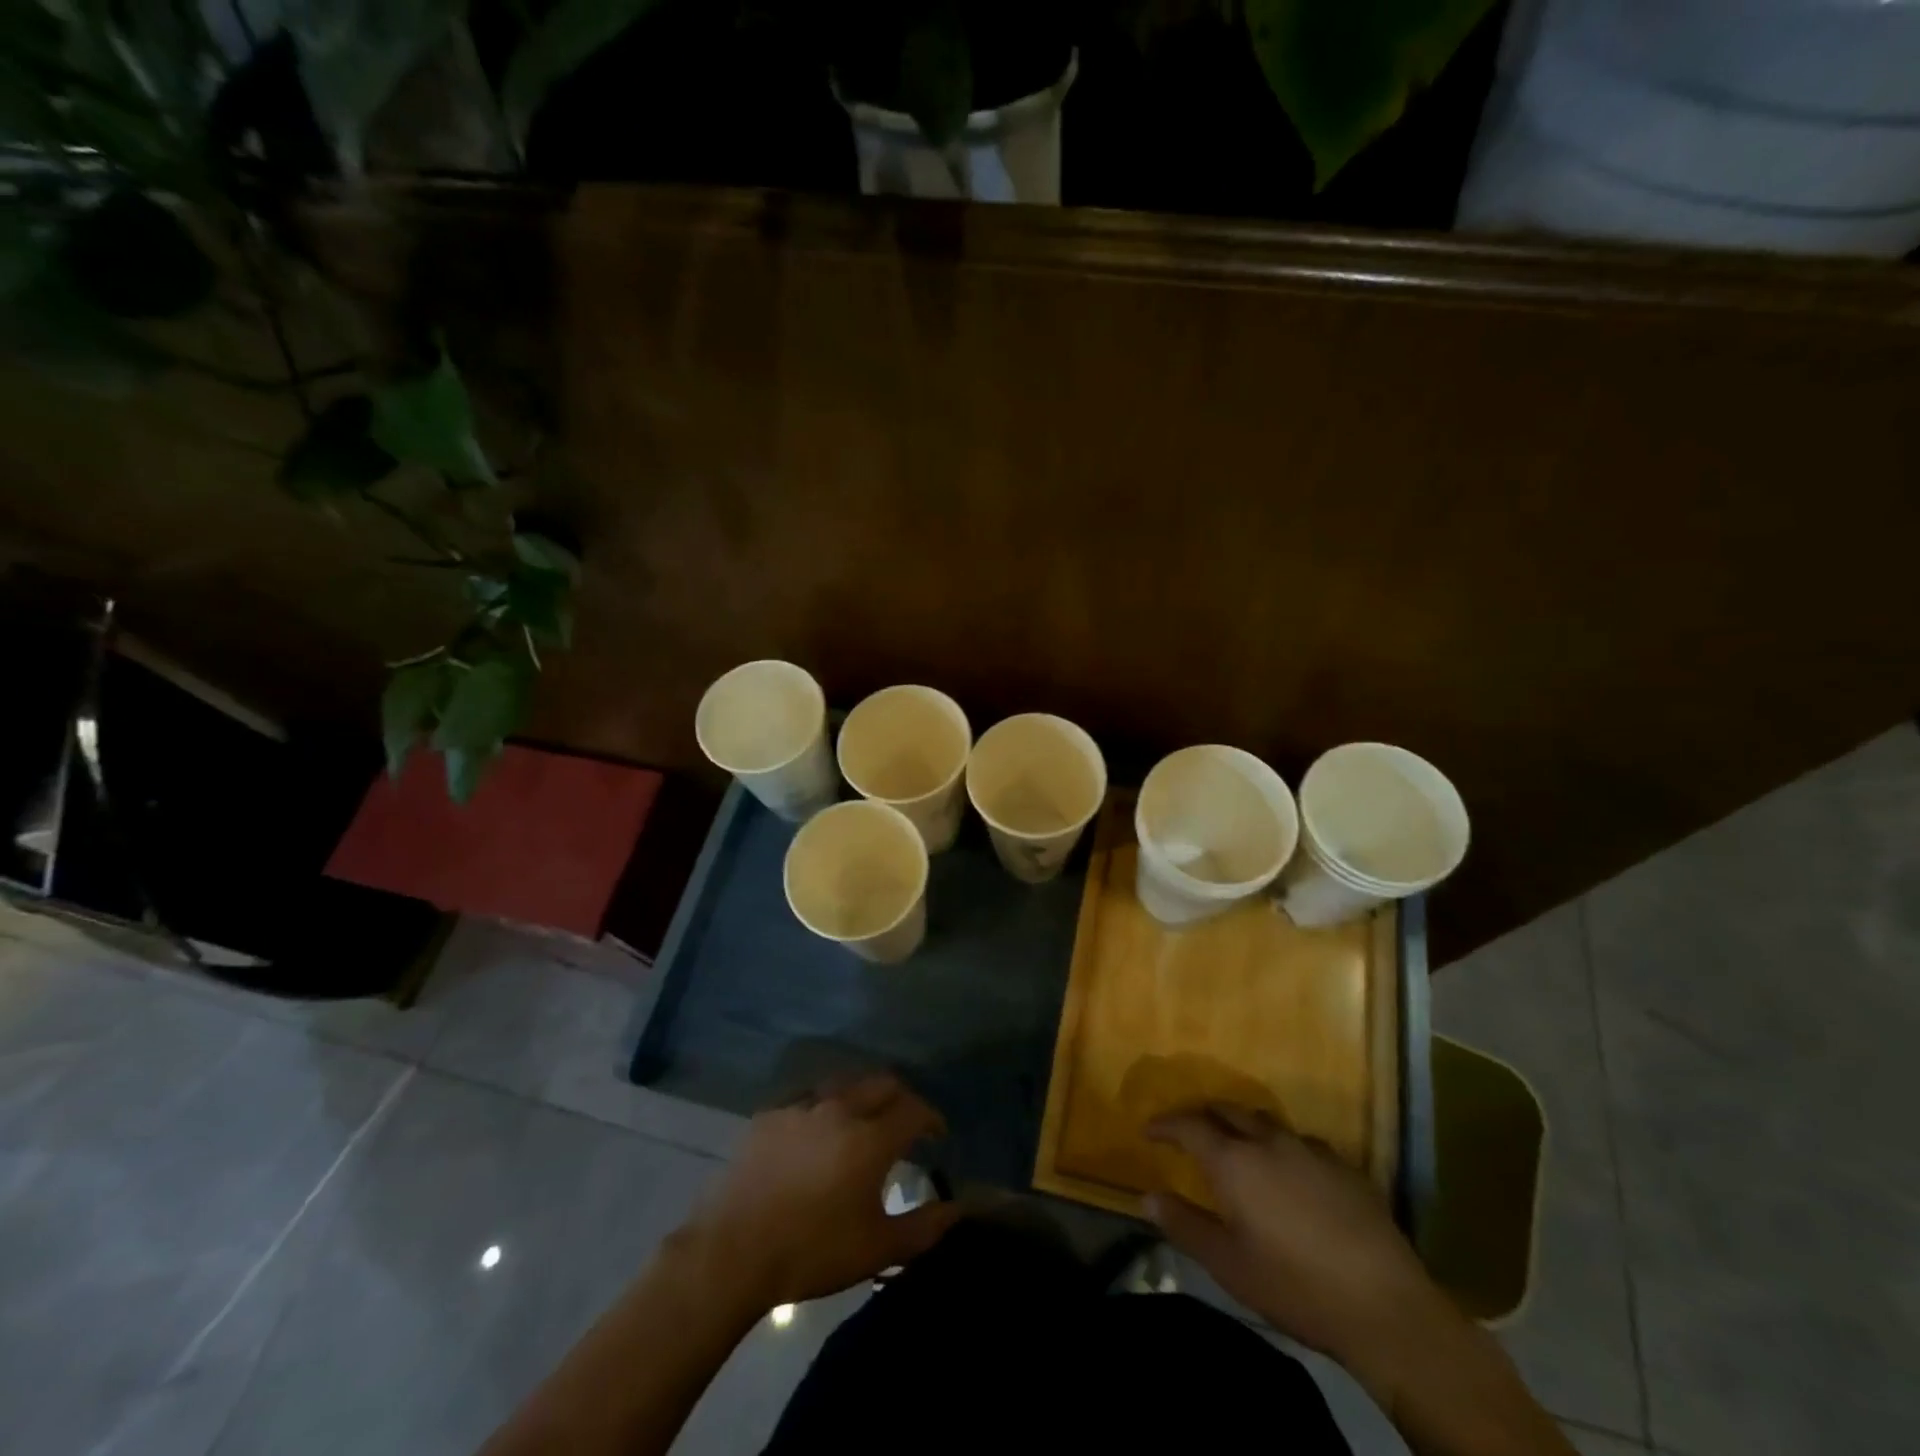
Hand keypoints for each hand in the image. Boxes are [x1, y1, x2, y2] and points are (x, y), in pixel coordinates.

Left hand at [687, 1072, 960, 1308]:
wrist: (732, 1252)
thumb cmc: (812, 1251)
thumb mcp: (877, 1248)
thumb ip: (924, 1226)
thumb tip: (957, 1209)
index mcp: (871, 1137)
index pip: (914, 1110)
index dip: (931, 1119)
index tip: (937, 1135)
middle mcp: (840, 1108)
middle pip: (882, 1083)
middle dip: (901, 1099)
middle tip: (905, 1124)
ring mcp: (801, 1106)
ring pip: (844, 1084)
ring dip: (863, 1097)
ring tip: (863, 1123)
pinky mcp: (770, 1115)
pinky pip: (808, 1098)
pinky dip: (824, 1107)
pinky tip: (817, 1132)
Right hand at [1147, 1106, 1454, 1399]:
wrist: (1386, 1307)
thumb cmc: (1295, 1286)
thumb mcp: (1228, 1265)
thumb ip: (1185, 1225)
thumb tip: (1148, 1196)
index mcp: (1235, 1161)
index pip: (1189, 1125)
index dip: (1165, 1124)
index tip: (1149, 1130)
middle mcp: (1269, 1141)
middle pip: (1227, 1110)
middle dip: (1203, 1115)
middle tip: (1189, 1132)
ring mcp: (1311, 1149)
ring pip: (1265, 1120)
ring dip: (1243, 1125)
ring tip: (1238, 1145)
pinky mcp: (1345, 1166)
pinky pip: (1302, 1141)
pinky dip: (1282, 1146)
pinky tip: (1290, 1171)